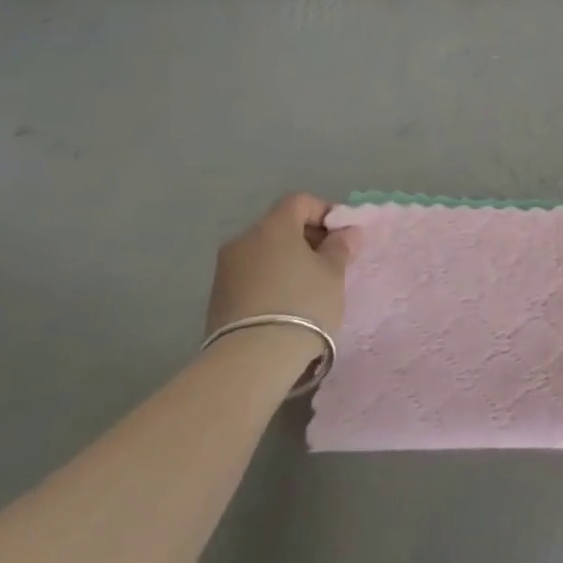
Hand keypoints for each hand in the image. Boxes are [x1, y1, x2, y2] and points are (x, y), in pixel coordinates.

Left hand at [207, 194, 357, 338]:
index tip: (343, 235)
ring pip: (264, 252)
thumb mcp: (333, 274)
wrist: (251, 361)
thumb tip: (345, 231)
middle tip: (330, 262)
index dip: (325, 211)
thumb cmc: (303, 305)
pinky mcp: (217, 297)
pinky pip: (251, 275)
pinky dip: (271, 279)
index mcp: (273, 225)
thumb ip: (340, 247)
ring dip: (287, 260)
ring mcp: (225, 269)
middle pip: (280, 226)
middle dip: (307, 237)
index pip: (299, 201)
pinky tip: (286, 304)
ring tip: (309, 287)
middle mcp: (244, 239)